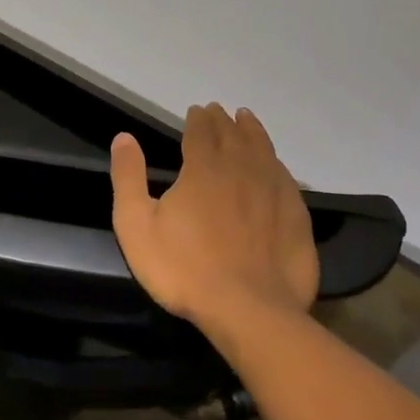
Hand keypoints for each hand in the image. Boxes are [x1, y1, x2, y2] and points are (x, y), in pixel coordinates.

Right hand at [109, 104, 318, 332]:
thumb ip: (129, 178)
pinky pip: (285, 176)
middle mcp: (241, 169)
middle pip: (233, 135)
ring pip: (263, 149)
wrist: (248, 309)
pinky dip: (276, 162)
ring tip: (247, 120)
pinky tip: (275, 164)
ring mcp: (273, 191)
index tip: (197, 110)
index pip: (201, 132)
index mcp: (203, 168)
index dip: (198, 119)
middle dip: (224, 121)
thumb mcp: (137, 225)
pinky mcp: (295, 215)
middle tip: (220, 111)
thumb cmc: (184, 269)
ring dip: (253, 132)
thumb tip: (124, 137)